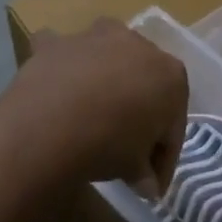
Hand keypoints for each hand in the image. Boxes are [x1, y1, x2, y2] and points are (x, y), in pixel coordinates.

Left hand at [16, 20, 188, 193]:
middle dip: (137, 113)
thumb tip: (145, 184)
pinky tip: (55, 86)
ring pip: (106, 59)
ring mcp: (96, 37)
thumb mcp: (135, 168)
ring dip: (103, 80)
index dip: (163, 156)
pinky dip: (62, 65)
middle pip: (143, 85)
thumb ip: (145, 172)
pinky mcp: (57, 41)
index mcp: (171, 75)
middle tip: (124, 150)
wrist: (49, 126)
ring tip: (89, 117)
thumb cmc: (108, 145)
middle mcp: (139, 45)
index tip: (151, 182)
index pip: (173, 124)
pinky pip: (64, 53)